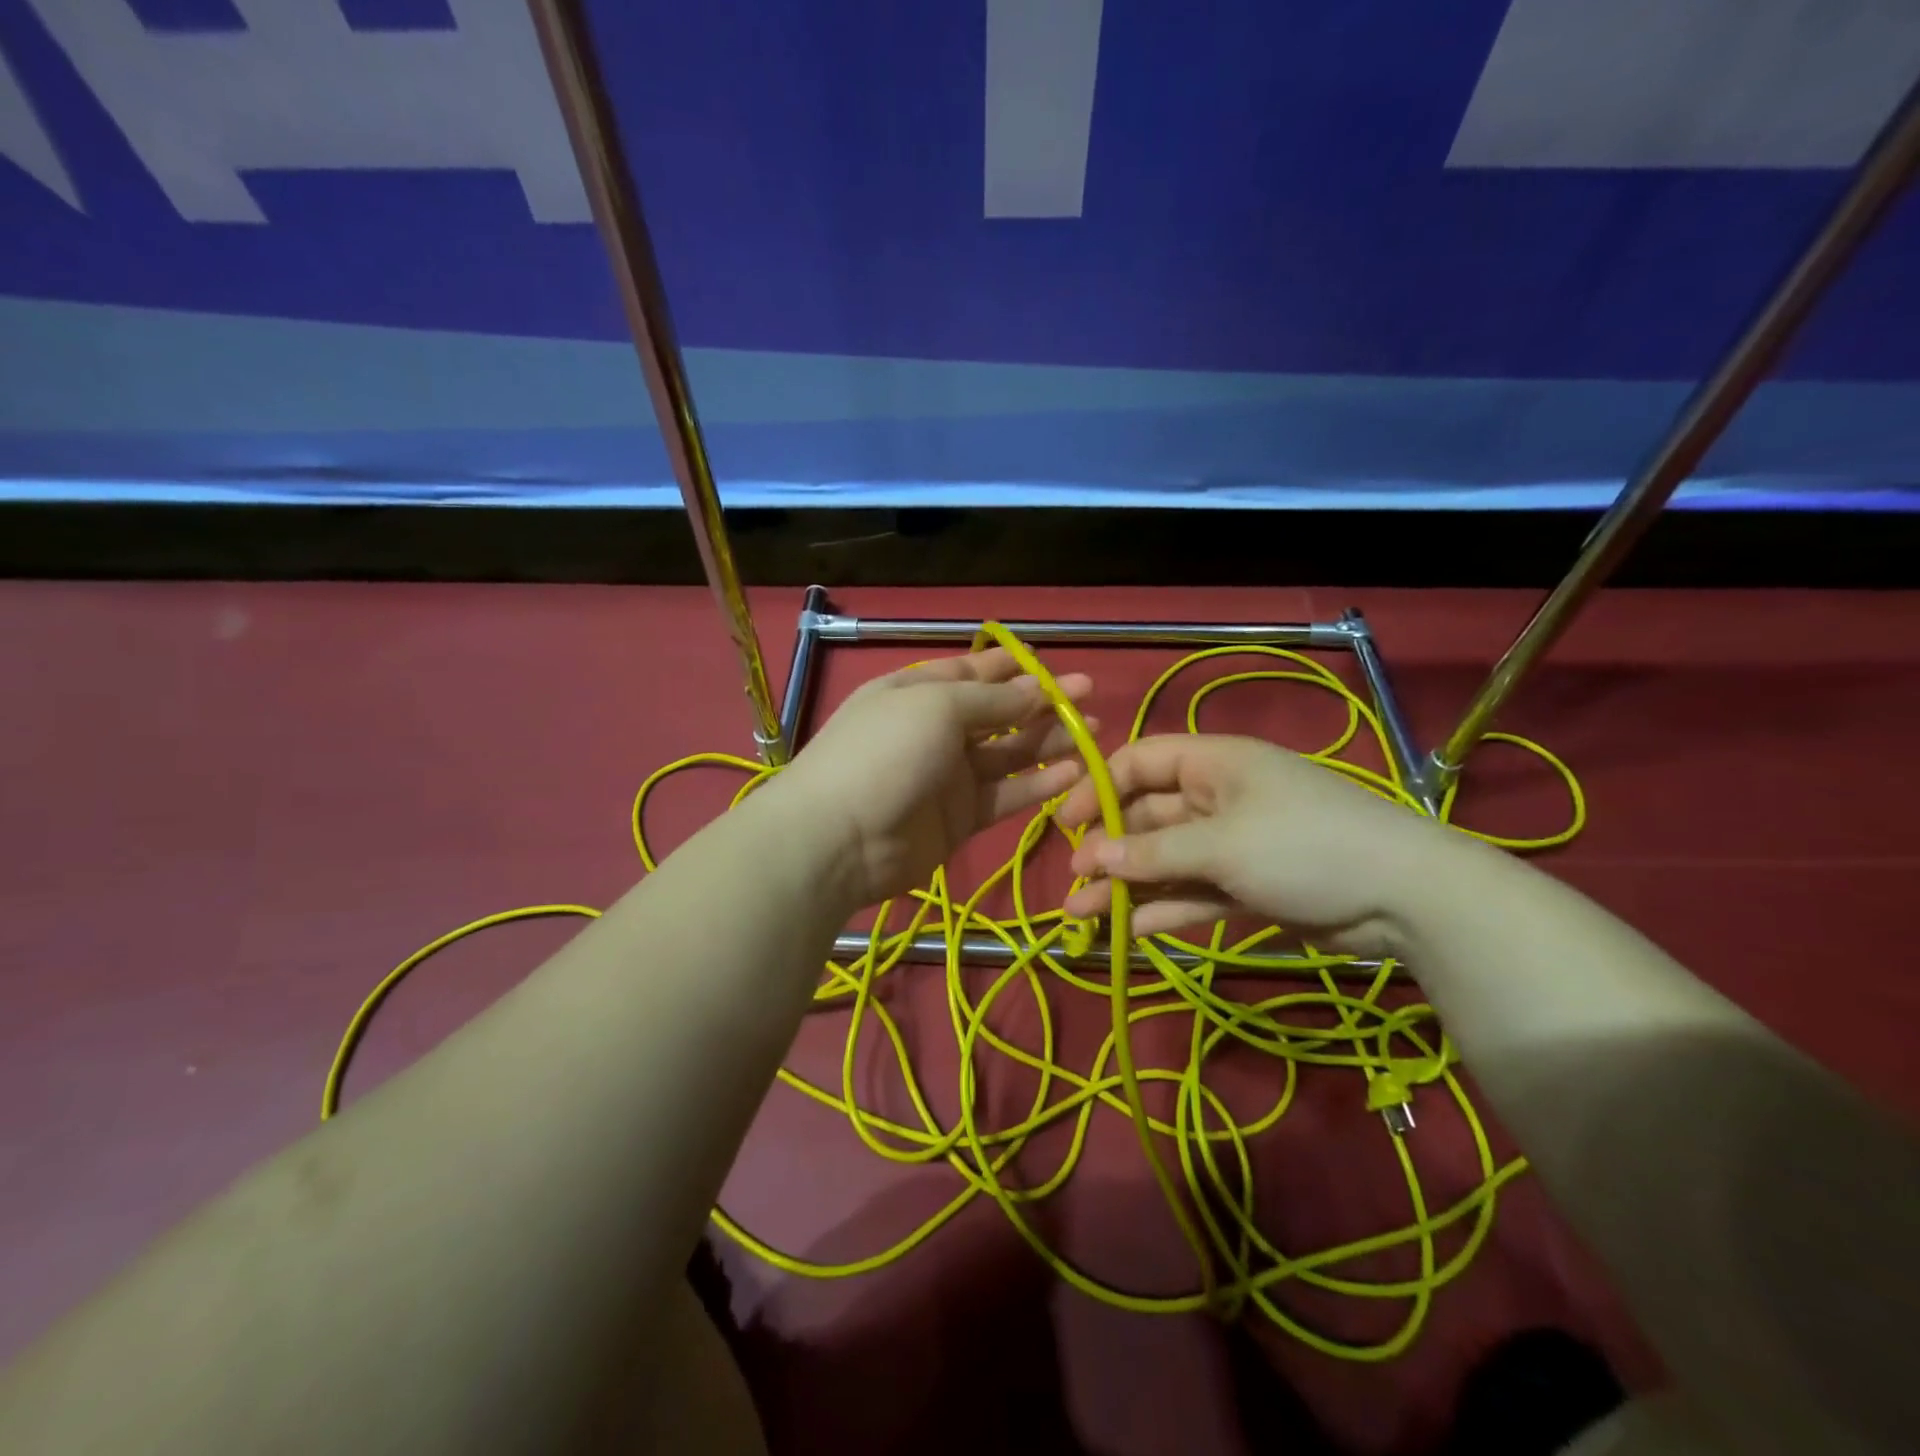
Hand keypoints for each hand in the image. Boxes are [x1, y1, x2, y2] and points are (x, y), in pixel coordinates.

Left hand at [775, 649, 1092, 908]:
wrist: (840, 839)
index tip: (1054, 663)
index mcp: (917, 692)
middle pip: (998, 713)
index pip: (972, 672)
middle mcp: (935, 730)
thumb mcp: (937, 707)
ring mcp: (948, 777)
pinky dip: (1038, 785)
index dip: (1013, 668)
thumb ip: (992, 700)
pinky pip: (1006, 796)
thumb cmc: (885, 752)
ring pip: (1008, 754)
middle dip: (1043, 703)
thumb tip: (1037, 688)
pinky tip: (1075, 773)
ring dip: (1049, 742)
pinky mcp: (960, 818)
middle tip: (1091, 694)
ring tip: (1094, 732)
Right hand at [1056, 735, 1452, 955]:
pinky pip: (1193, 893)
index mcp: (1213, 764)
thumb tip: (1093, 858)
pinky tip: (1130, 931)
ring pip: (1165, 861)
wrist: (1406, 898)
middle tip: (1073, 883)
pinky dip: (1164, 909)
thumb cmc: (1304, 846)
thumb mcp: (1223, 844)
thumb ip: (1154, 853)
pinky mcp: (1247, 886)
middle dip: (1109, 849)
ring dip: (1126, 886)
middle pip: (1147, 817)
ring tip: (1081, 915)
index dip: (1099, 789)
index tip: (1067, 826)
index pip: (1140, 762)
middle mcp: (1217, 798)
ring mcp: (1233, 844)